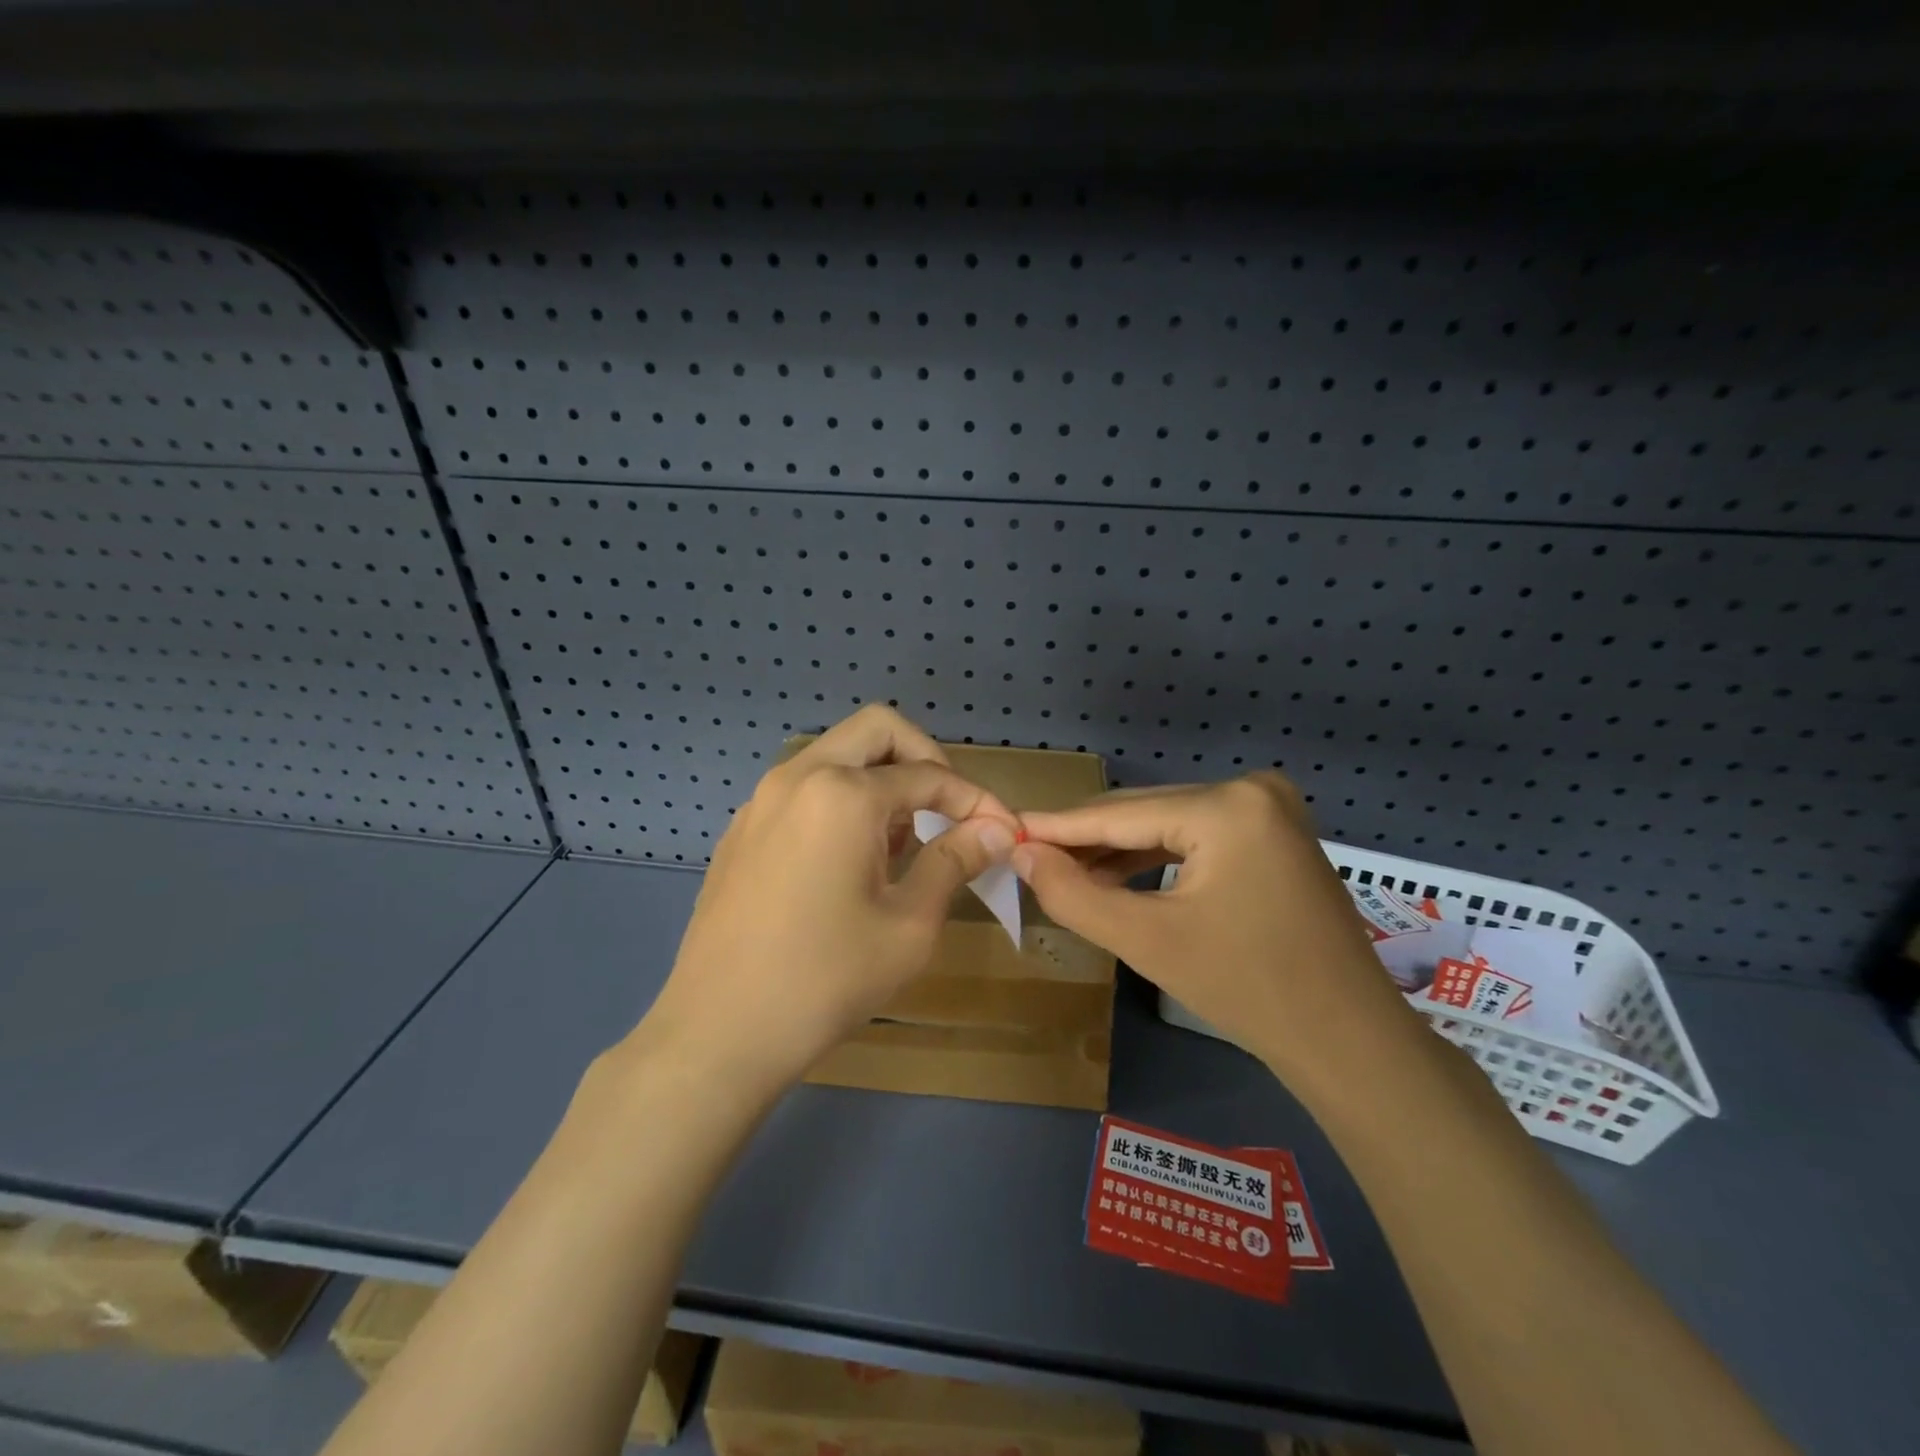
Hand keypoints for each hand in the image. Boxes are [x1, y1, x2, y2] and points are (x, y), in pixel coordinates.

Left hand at [639, 706, 1018, 1089]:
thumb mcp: (910, 924)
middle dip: (924, 759)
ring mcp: (762, 800)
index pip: (928, 775)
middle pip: (877, 730)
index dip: (974, 800)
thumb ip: (955, 861)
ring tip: (900, 843)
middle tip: (947, 810)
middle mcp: (799, 777)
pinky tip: (849, 861)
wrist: (719, 1031)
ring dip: (880, 778)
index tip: (1003, 829)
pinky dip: (841, 799)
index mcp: (843, 794)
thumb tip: (997, 829)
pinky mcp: (743, 828)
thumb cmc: (826, 979)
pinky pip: (805, 787)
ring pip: (837, 755)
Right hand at [1013, 774, 1420, 1085]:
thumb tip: (1020, 852)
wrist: (1347, 1040)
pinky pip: (1196, 837)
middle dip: (1086, 839)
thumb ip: (1074, 894)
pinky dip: (1155, 857)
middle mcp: (1252, 790)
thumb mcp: (1147, 941)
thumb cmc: (1247, 989)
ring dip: (1117, 850)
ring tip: (1061, 869)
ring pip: (1168, 824)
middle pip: (1145, 812)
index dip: (1058, 826)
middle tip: (1027, 855)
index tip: (1007, 828)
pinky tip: (1115, 875)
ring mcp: (1269, 809)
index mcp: (1227, 805)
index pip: (1121, 814)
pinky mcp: (1274, 834)